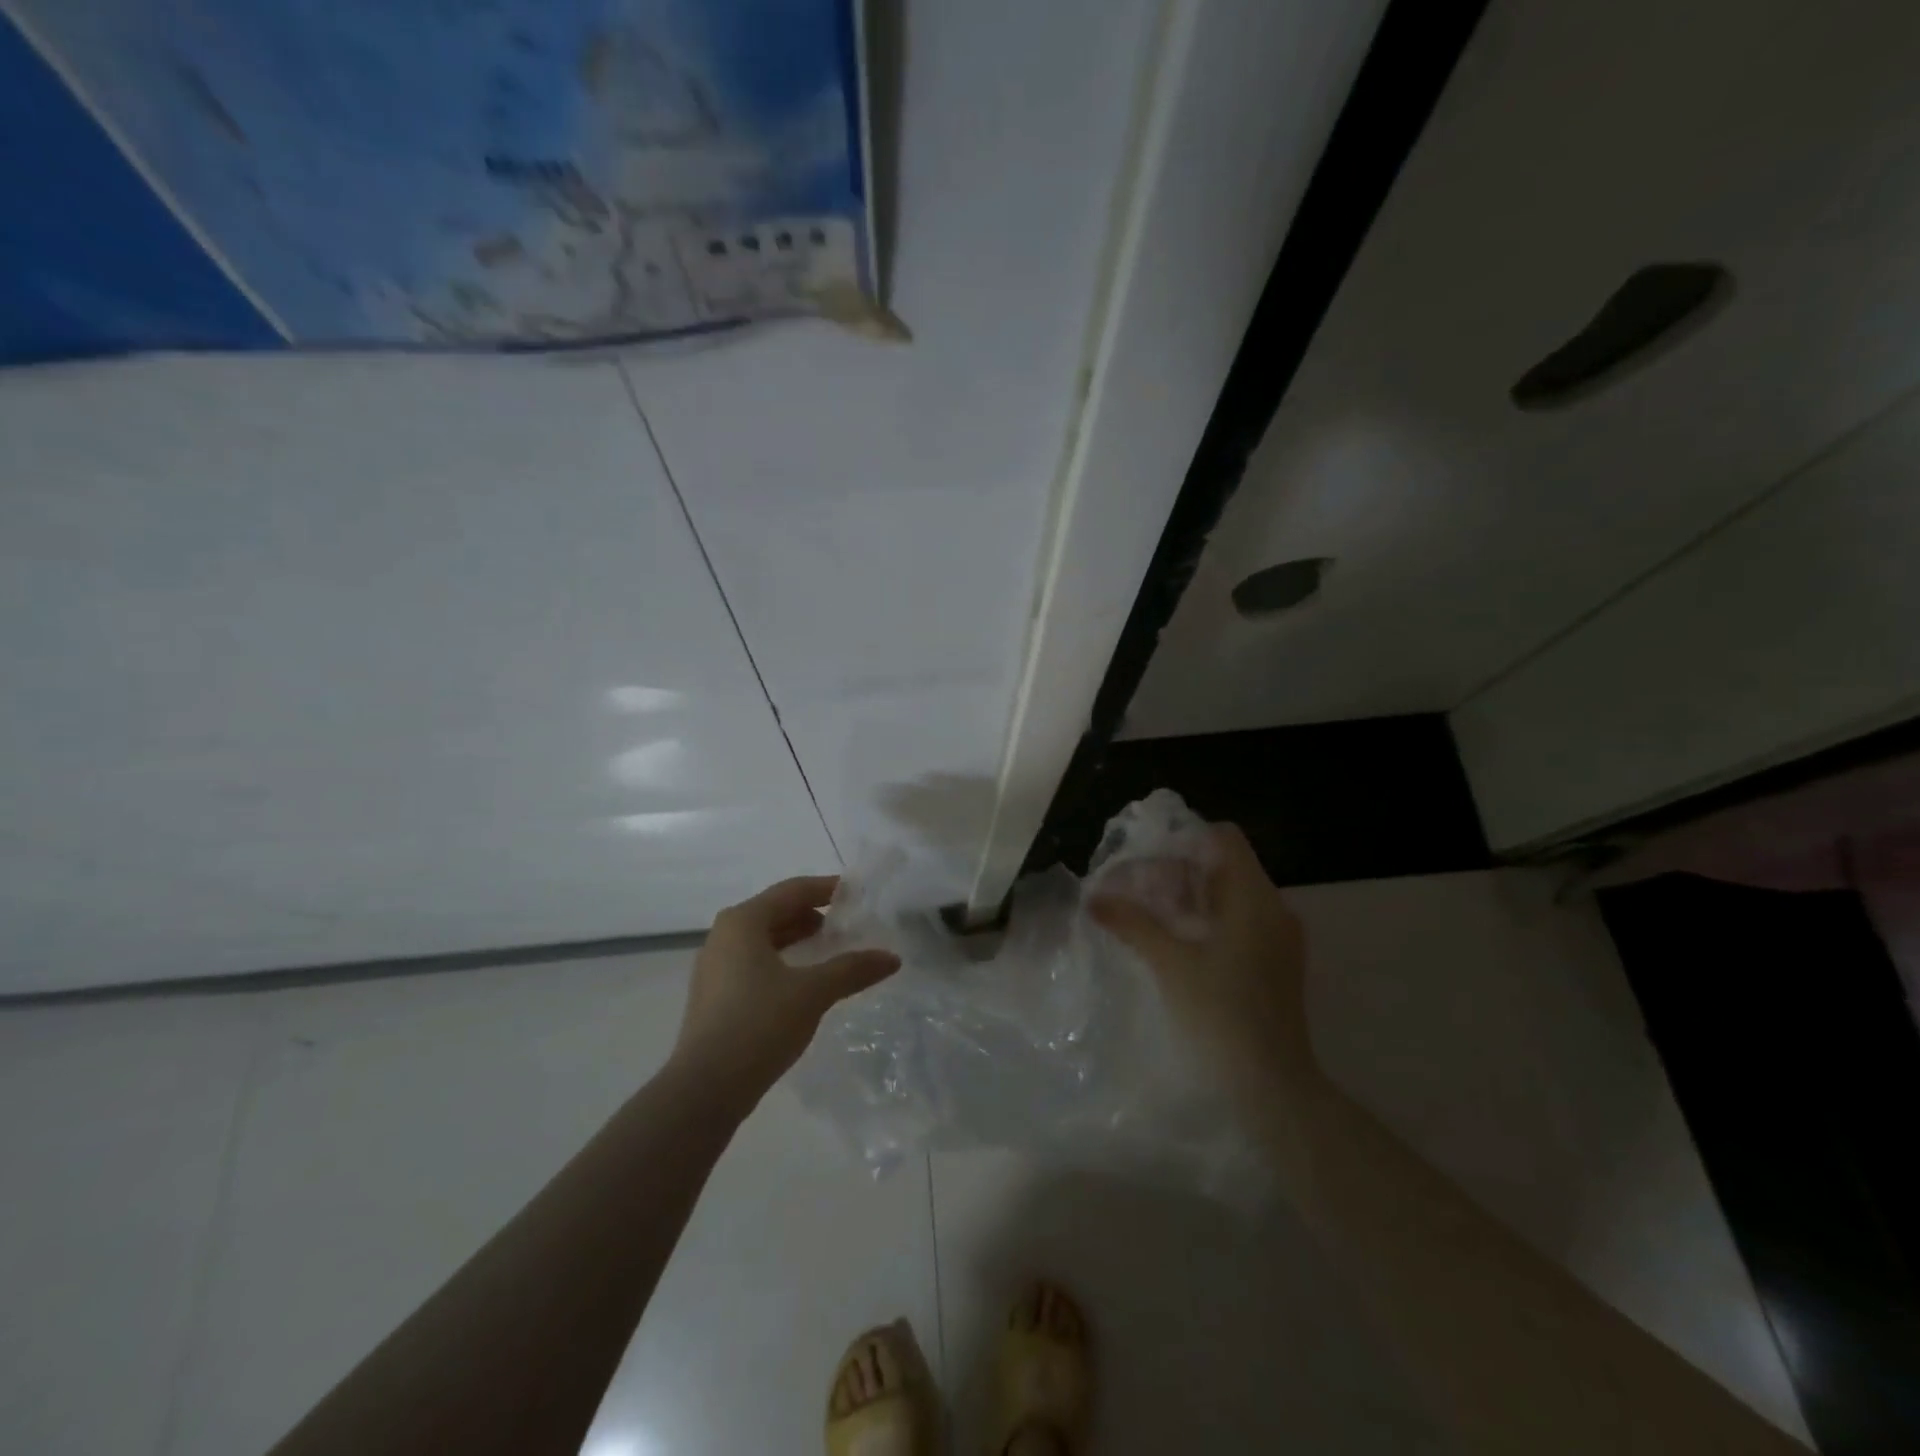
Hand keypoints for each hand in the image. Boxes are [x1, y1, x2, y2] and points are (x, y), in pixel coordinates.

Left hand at [670, 875, 900, 1098]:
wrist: (705, 1089)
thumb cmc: (759, 1024)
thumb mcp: (813, 993)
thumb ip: (852, 969)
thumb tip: (892, 958)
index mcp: (743, 921)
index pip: (792, 890)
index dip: (826, 888)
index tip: (856, 892)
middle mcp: (723, 935)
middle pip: (775, 911)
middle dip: (812, 914)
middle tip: (847, 922)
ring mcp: (714, 967)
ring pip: (763, 939)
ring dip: (797, 938)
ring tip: (830, 948)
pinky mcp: (714, 996)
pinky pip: (753, 963)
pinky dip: (782, 961)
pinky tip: (803, 981)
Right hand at [1088, 824, 1315, 1091]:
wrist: (1273, 1087)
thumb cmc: (1221, 1015)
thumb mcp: (1170, 964)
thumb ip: (1132, 922)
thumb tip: (1094, 897)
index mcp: (1254, 898)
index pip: (1222, 838)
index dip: (1181, 841)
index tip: (1144, 864)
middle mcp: (1273, 908)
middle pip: (1221, 865)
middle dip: (1174, 872)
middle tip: (1132, 894)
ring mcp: (1277, 938)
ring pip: (1226, 895)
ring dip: (1184, 898)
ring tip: (1144, 918)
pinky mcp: (1274, 963)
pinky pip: (1235, 922)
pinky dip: (1202, 921)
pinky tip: (1171, 943)